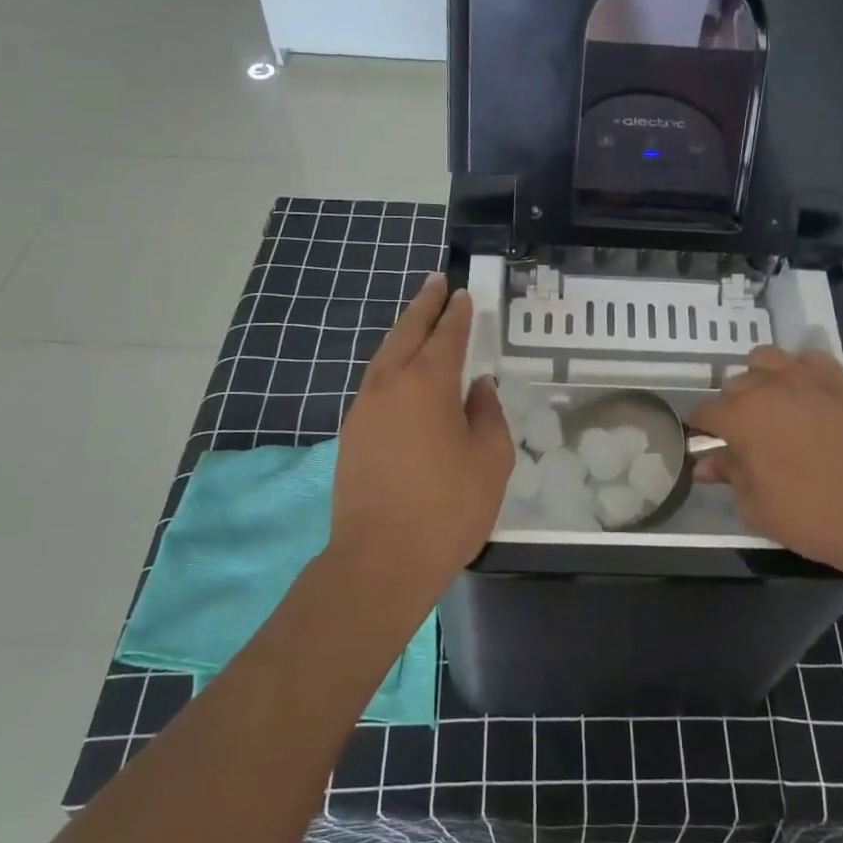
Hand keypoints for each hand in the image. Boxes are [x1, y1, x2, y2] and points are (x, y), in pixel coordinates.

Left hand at [328, 275, 513, 600]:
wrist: (380, 560)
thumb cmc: (447, 509)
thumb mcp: (490, 460)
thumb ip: (487, 414)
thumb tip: (478, 388)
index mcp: (428, 384)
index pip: (446, 336)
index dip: (457, 314)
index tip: (463, 294)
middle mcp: (390, 385)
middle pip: (406, 333)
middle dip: (423, 306)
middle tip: (436, 282)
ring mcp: (364, 409)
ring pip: (384, 355)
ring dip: (402, 332)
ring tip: (418, 318)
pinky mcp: (351, 433)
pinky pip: (375, 382)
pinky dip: (390, 363)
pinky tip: (400, 370)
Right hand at [690, 345, 842, 578]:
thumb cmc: (814, 518)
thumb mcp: (758, 506)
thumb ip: (729, 476)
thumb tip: (706, 463)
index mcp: (743, 418)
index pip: (706, 412)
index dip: (700, 428)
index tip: (702, 442)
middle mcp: (771, 388)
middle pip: (735, 385)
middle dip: (731, 407)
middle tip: (742, 437)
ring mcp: (810, 380)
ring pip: (768, 359)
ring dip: (760, 379)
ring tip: (771, 407)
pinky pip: (811, 360)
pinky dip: (800, 371)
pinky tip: (807, 396)